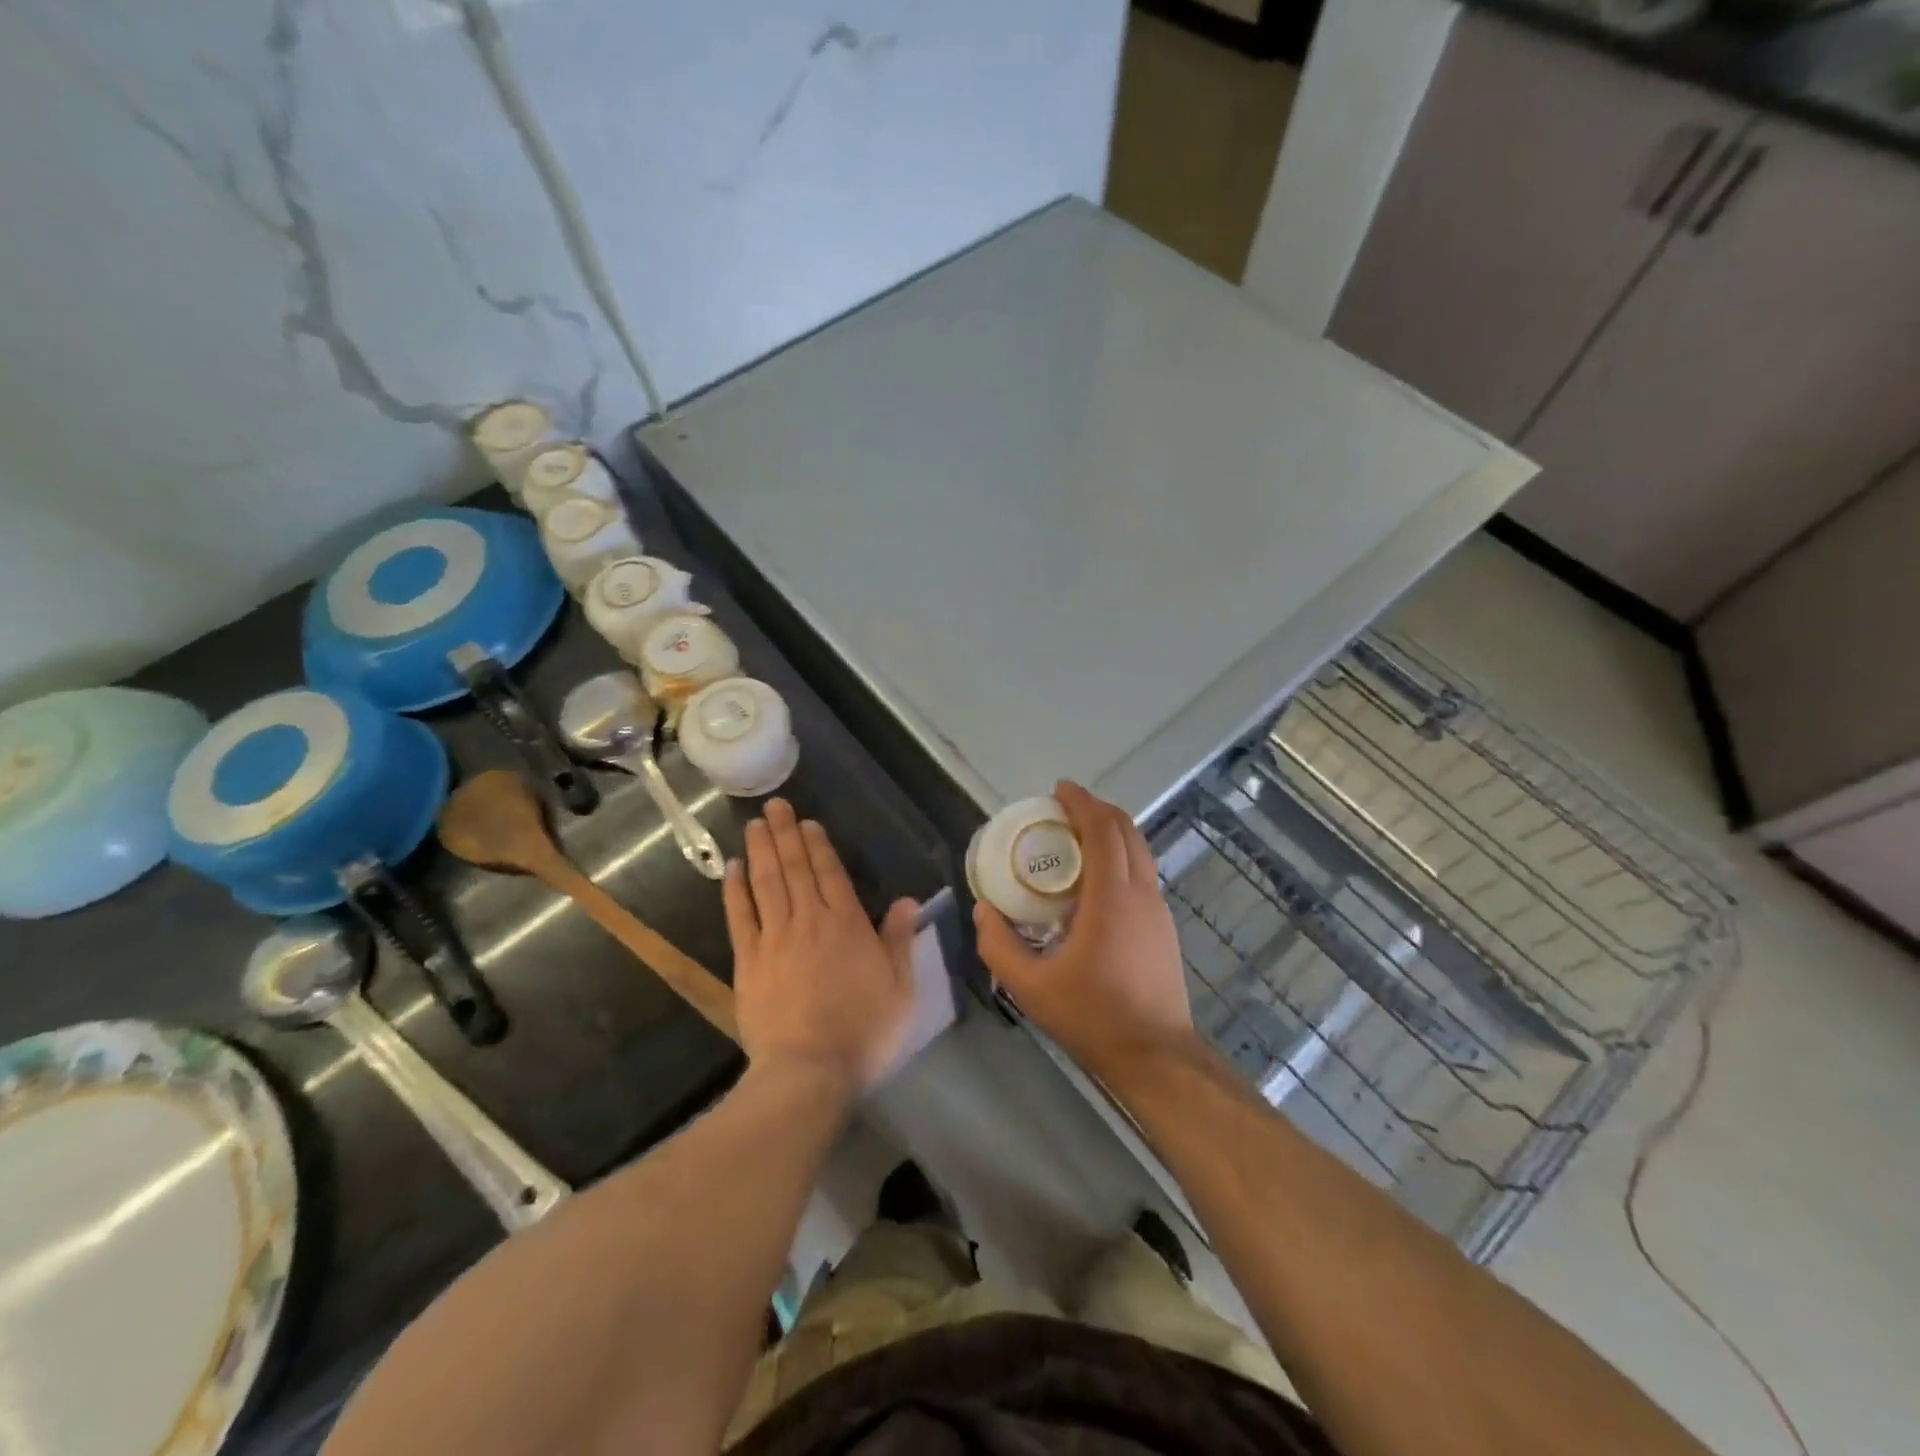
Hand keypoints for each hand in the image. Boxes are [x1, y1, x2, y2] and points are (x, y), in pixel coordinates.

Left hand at [723, 798, 917, 1093]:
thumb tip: (908, 900)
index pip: (831, 873)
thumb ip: (901, 941)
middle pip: (795, 869)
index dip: (818, 845)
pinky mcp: (749, 961)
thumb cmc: (863, 1030)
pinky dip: (735, 890)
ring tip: (755, 824)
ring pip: (766, 883)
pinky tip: (732, 869)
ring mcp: (775, 938)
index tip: (807, 822)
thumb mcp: (899, 988)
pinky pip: (740, 916)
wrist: (808, 1070)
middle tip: (775, 805)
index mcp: (847, 924)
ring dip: (761, 850)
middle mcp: (809, 921)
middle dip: (786, 834)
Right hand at [973, 781, 1194, 1081]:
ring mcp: (1158, 910)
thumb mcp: (1030, 986)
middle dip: (1097, 809)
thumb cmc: (1092, 1016)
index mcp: (1113, 897)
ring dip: (1111, 832)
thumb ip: (998, 945)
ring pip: (1139, 851)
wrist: (1155, 1055)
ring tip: (1077, 837)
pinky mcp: (1163, 927)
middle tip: (1064, 808)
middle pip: (1127, 830)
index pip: (1103, 830)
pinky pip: (1142, 873)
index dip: (1082, 802)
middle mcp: (1142, 893)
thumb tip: (984, 910)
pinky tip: (1096, 880)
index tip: (1059, 789)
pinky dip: (1120, 857)